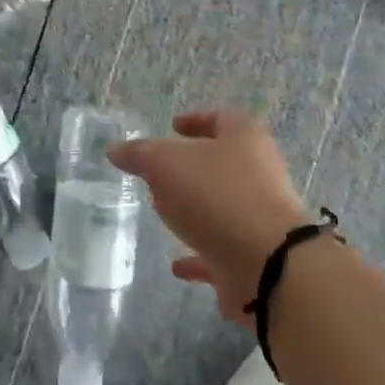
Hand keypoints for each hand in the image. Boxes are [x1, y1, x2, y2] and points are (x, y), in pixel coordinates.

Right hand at [110, 110, 310, 326]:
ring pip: (223, 206)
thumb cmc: (217, 196)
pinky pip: (223, 249)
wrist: (268, 266)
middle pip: (223, 162)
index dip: (195, 120)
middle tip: (161, 171)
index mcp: (244, 138)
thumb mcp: (165, 164)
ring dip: (197, 209)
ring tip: (164, 212)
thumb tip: (115, 150)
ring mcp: (261, 217)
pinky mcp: (257, 256)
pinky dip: (200, 254)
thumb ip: (139, 154)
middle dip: (193, 166)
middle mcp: (259, 173)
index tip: (172, 126)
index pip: (220, 118)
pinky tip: (177, 264)